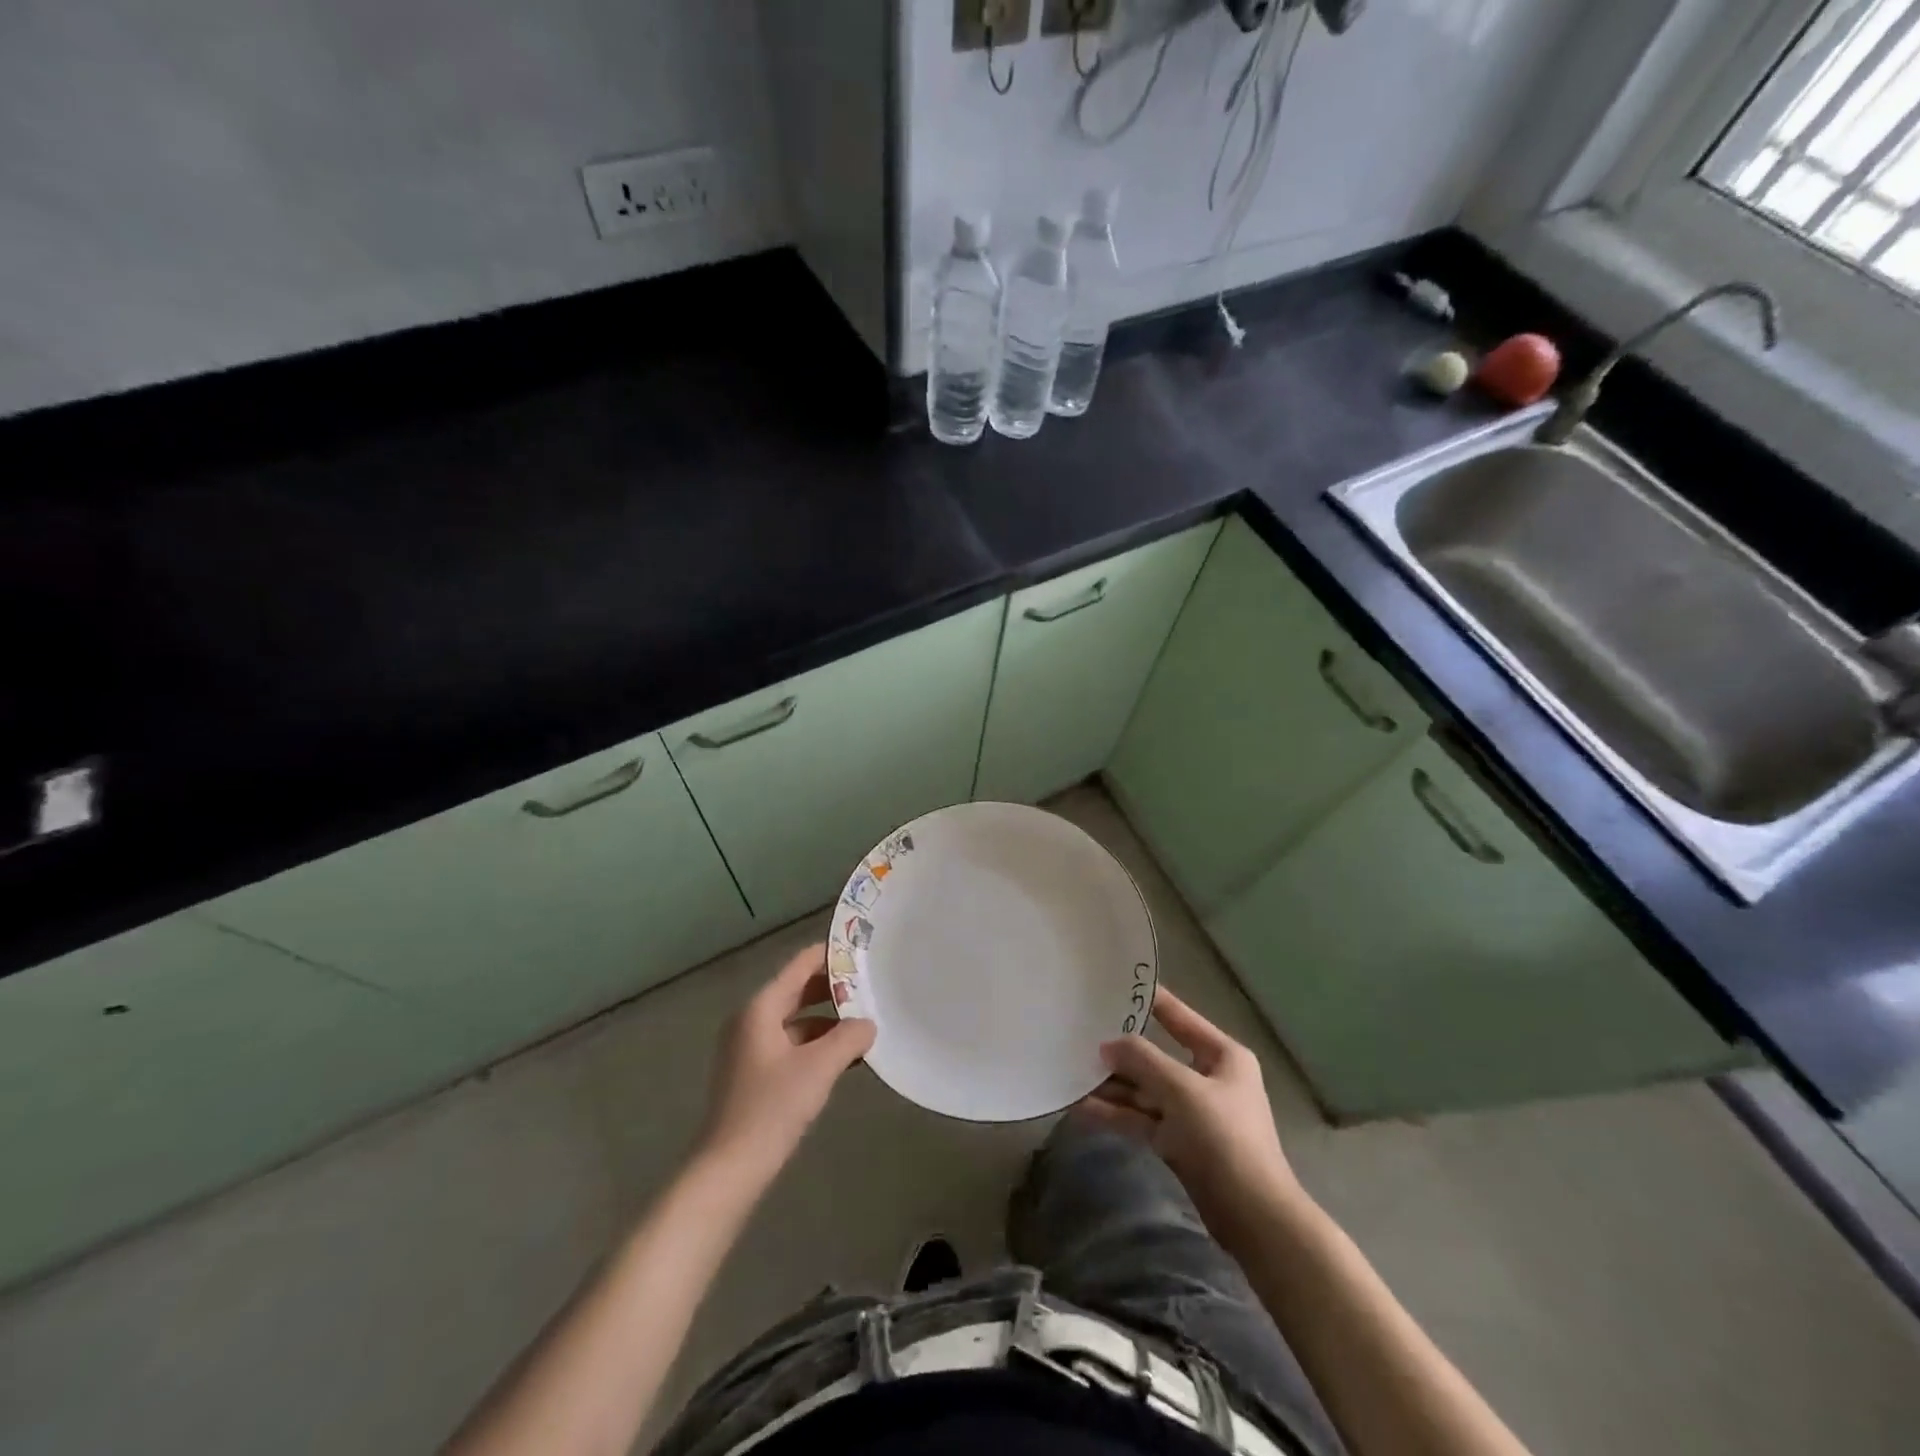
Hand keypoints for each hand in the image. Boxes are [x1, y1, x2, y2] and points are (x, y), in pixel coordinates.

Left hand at [699, 945, 875, 1182]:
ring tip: (865, 1022)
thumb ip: (849, 1037)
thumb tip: (868, 1024)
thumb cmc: (772, 1108)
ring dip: (828, 1019)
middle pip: (797, 990)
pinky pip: (791, 1043)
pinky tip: (844, 1057)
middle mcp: (751, 1020)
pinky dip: (816, 1043)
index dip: (831, 955)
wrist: (730, 1168)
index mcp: (760, 1008)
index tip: (863, 951)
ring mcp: (750, 1048)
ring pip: (796, 1019)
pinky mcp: (754, 1073)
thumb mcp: (820, 1067)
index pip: (800, 965)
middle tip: (871, 987)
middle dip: (833, 989)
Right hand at [1081, 987, 1304, 1242]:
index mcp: (1222, 1055)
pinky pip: (1142, 1119)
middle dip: (1120, 1051)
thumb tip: (1107, 1046)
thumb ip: (1142, 1061)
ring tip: (1071, 1072)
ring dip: (1112, 1085)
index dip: (1150, 1000)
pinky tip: (1082, 1108)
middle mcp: (1208, 1078)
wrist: (1254, 1218)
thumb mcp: (1181, 1090)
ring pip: (1145, 1090)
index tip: (1115, 984)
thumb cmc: (1224, 1138)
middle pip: (1156, 1056)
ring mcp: (1193, 1112)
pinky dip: (1116, 1113)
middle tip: (1079, 1033)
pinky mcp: (1179, 1142)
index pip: (1179, 1017)